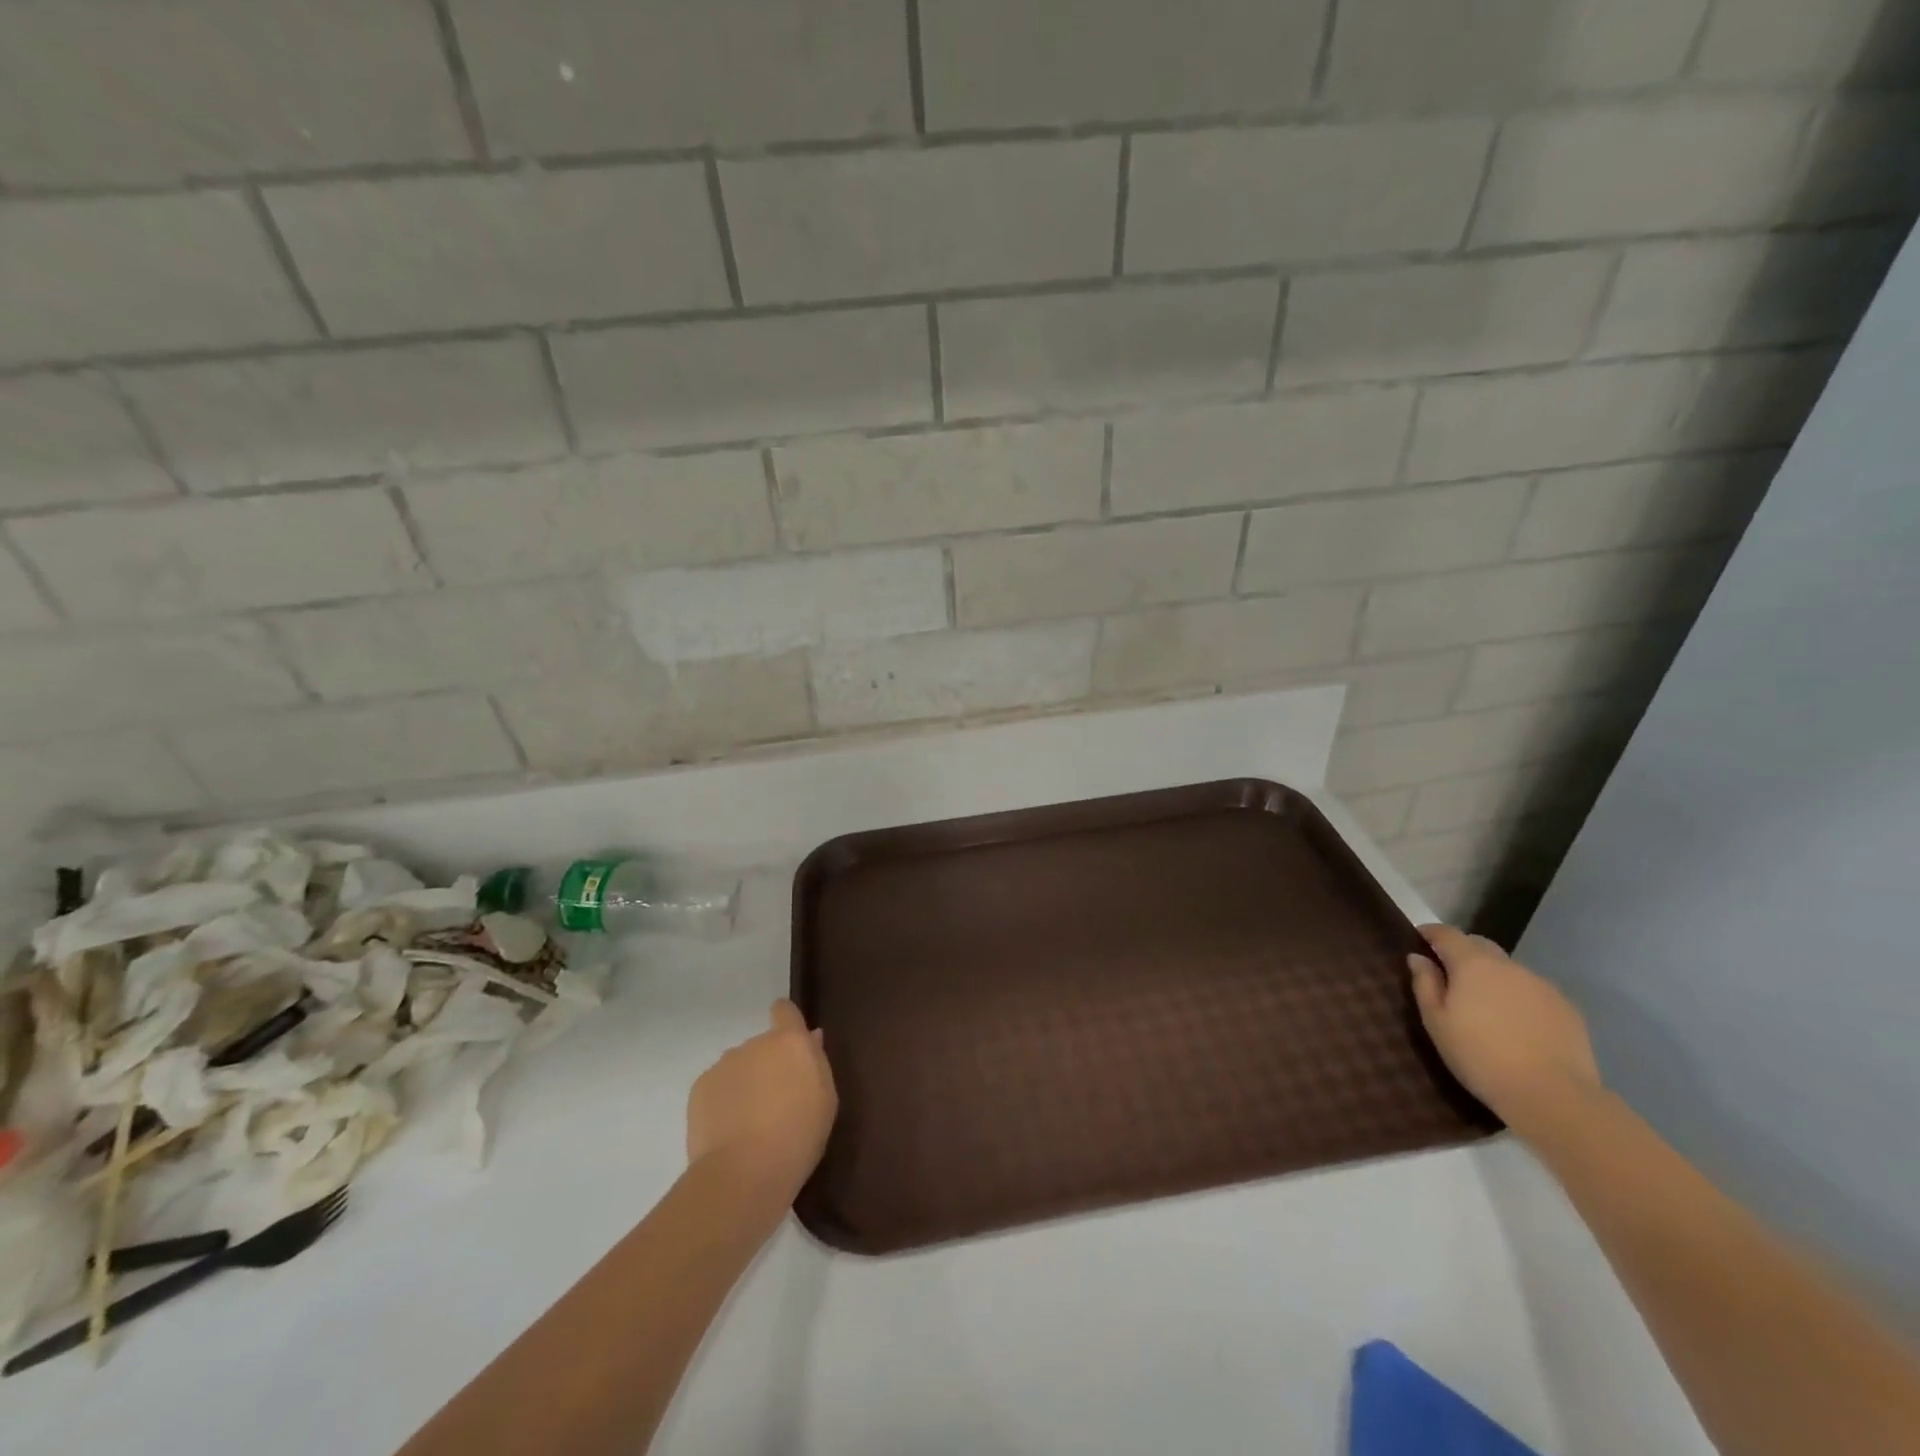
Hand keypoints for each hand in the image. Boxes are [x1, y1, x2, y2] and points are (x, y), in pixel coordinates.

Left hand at [686, 1000, 837, 1206]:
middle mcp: (755, 1043)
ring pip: (739, 1067)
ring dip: (745, 1083)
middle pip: (762, 1045)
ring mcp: (724, 1064)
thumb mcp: (825, 1101)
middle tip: (774, 1102)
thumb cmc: (798, 1137)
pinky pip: (717, 1087)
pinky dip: (723, 1101)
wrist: (742, 1175)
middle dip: (768, 1065)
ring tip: (749, 1123)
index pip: (785, 1010)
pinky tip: (728, 1131)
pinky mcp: (699, 1088)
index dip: (787, 1020)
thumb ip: (817, 1062)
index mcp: (790, 1042)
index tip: (790, 1042)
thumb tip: (811, 1038)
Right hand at [1408, 925, 1601, 1135]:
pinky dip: (1520, 999)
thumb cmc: (1480, 1057)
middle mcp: (1509, 966)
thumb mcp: (1436, 1022)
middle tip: (1450, 977)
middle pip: (1480, 946)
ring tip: (1487, 1008)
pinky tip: (1518, 1027)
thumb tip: (1418, 958)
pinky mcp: (1568, 1009)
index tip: (1419, 939)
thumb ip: (1425, 984)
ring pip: (1509, 971)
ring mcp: (1543, 986)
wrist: (1553, 1096)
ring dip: (1493, 978)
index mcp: (1473, 964)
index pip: (1447, 934)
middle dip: (1463, 953)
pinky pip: (1534, 992)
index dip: (1431, 933)